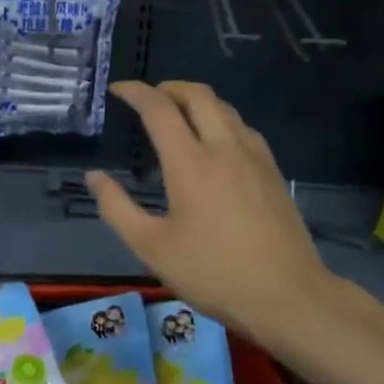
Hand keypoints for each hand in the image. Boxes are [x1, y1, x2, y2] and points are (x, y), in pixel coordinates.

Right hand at [87, 81, 327, 339]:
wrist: (288, 296)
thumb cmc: (214, 273)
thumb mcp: (152, 248)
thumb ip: (117, 208)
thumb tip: (94, 177)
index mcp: (190, 163)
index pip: (159, 109)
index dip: (136, 92)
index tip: (118, 90)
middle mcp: (224, 148)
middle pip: (198, 95)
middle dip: (169, 87)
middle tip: (149, 97)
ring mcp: (254, 157)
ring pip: (225, 108)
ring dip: (197, 101)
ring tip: (179, 116)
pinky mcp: (273, 171)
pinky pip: (243, 128)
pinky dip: (221, 120)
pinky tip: (215, 144)